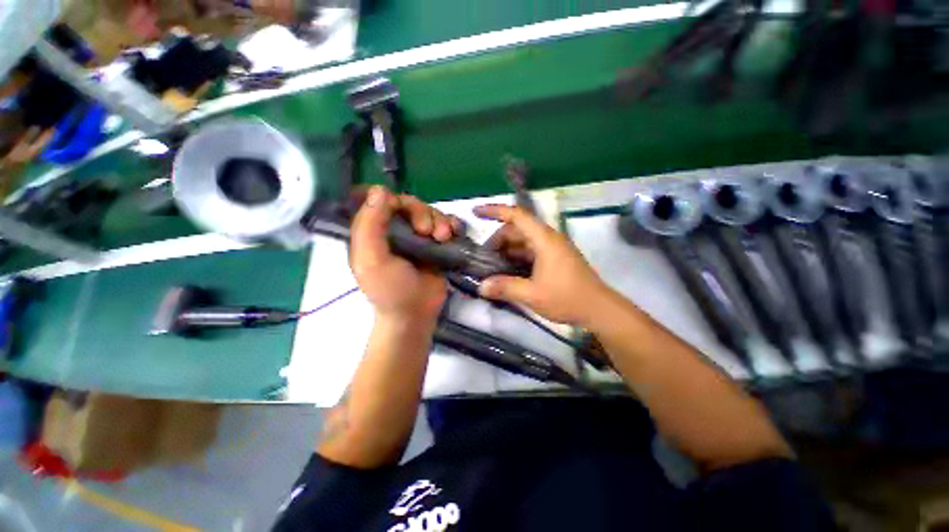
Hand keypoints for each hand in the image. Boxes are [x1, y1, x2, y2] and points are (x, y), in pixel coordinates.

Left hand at [351, 186, 459, 324]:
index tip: (405, 210)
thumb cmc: (390, 290)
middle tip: (428, 232)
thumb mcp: (371, 260)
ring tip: (444, 237)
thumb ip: (369, 225)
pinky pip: (446, 225)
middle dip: (423, 213)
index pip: (381, 200)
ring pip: (430, 213)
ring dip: (440, 220)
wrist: (416, 314)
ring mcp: (418, 237)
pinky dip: (452, 225)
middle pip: (411, 204)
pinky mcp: (436, 245)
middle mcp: (395, 230)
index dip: (394, 199)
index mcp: (373, 231)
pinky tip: (453, 234)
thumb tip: (380, 190)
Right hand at [474, 204, 612, 325]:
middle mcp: (548, 238)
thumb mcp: (533, 294)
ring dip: (506, 250)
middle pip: (517, 229)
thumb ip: (505, 287)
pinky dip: (516, 258)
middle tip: (483, 258)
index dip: (494, 211)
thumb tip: (481, 287)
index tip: (476, 212)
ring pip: (523, 241)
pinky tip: (507, 272)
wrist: (598, 309)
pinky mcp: (554, 259)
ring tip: (492, 266)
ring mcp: (552, 248)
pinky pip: (530, 252)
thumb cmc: (567, 297)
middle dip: (497, 240)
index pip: (516, 215)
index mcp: (544, 239)